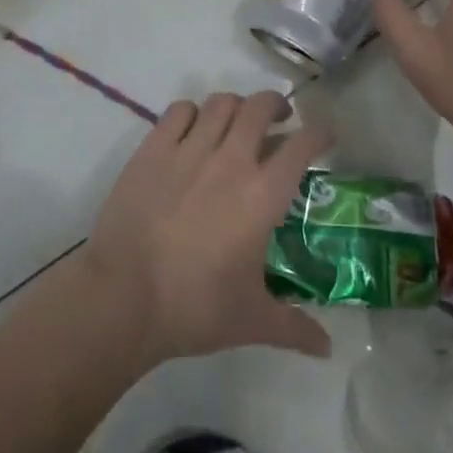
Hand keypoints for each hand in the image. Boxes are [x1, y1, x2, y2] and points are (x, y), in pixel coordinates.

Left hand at [83, 92, 332, 368]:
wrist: (123, 297)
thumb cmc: (195, 308)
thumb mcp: (252, 320)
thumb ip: (294, 327)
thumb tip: (328, 349)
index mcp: (263, 195)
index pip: (302, 145)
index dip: (320, 133)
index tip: (325, 134)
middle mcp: (231, 160)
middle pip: (260, 107)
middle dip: (276, 105)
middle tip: (279, 119)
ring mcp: (189, 149)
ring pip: (221, 103)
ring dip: (235, 107)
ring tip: (236, 123)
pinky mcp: (152, 149)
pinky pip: (178, 111)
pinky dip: (192, 113)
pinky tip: (192, 130)